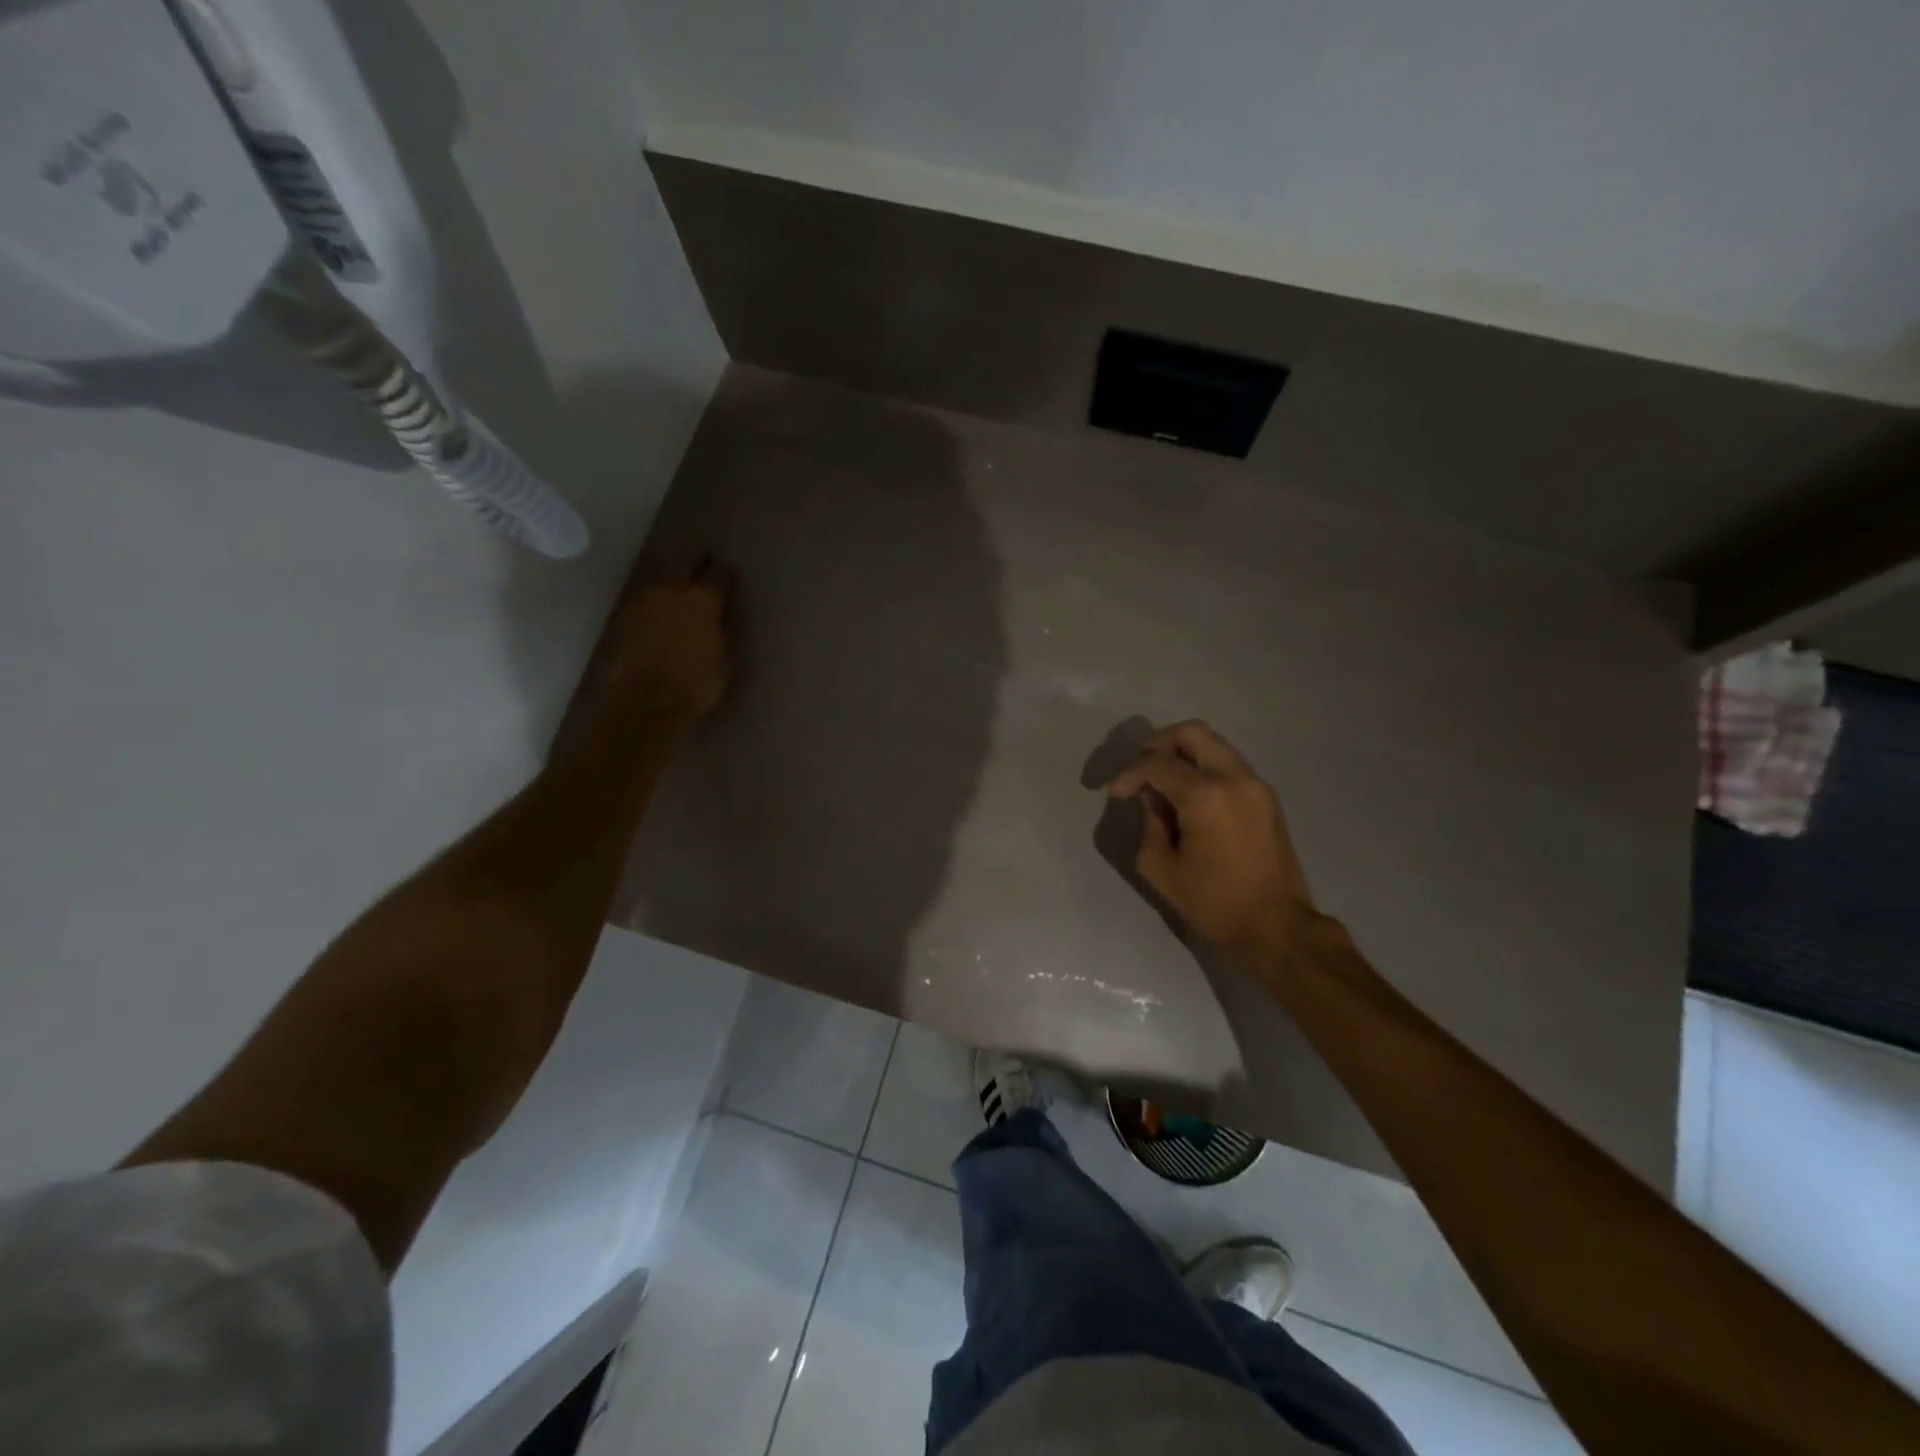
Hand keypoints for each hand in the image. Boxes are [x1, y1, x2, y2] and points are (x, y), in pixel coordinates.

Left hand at [608, 554, 733, 719]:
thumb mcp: (724, 658)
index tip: (727, 576)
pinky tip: (658, 610)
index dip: (724, 574)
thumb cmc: (697, 685)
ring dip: (671, 579)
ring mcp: (643, 601)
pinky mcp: (623, 617)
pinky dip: (653, 601)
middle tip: (703, 565)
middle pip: (685, 562)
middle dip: (696, 562)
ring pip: (660, 576)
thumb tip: (715, 620)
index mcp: (703, 599)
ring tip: (678, 588)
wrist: (647, 703)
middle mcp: (672, 590)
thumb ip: (719, 630)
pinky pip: (643, 598)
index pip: (718, 573)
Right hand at [1103, 720, 1314, 959]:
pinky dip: (1204, 768)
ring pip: (1213, 744)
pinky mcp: (1267, 797)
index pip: (1156, 763)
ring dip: (1183, 754)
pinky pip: (1228, 765)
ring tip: (1162, 783)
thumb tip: (1151, 797)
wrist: (1276, 926)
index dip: (1128, 773)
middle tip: (1140, 771)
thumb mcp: (1161, 867)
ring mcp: (1255, 784)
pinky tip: (1189, 797)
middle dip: (1158, 744)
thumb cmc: (1213, 902)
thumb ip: (1149, 822)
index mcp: (1204, 794)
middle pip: (1191, 732)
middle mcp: (1233, 777)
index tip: (1114, 793)